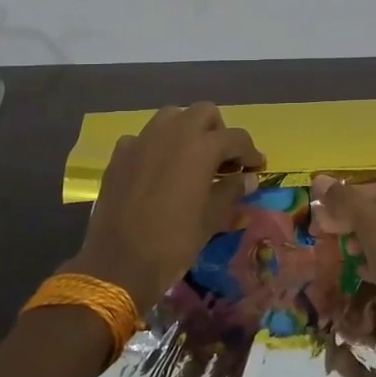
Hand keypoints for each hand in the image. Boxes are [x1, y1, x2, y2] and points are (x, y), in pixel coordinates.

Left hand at [67, 103, 263, 314]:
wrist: (118, 263)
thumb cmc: (173, 242)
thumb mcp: (211, 219)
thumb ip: (231, 191)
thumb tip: (247, 179)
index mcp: (201, 147)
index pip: (236, 138)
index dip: (250, 152)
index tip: (257, 169)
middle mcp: (172, 132)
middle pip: (204, 113)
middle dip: (218, 132)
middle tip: (223, 161)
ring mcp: (142, 139)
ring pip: (172, 117)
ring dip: (186, 131)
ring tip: (191, 161)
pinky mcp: (120, 154)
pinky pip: (144, 138)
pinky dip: (156, 147)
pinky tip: (158, 172)